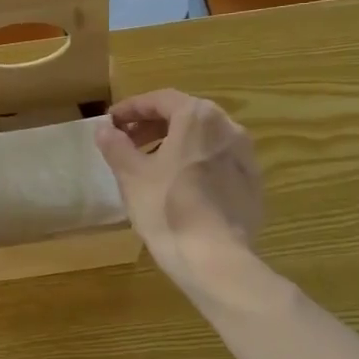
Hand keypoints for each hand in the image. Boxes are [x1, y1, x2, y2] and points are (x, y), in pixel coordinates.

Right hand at [94, 90, 262, 293]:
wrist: (215, 258)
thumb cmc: (167, 209)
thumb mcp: (131, 176)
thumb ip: (116, 146)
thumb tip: (104, 129)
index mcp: (198, 117)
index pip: (161, 100)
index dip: (132, 108)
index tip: (111, 122)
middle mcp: (228, 127)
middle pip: (185, 116)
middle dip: (153, 126)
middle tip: (127, 142)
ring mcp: (246, 156)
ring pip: (204, 139)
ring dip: (175, 144)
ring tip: (151, 165)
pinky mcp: (253, 183)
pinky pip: (219, 162)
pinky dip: (196, 164)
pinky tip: (179, 187)